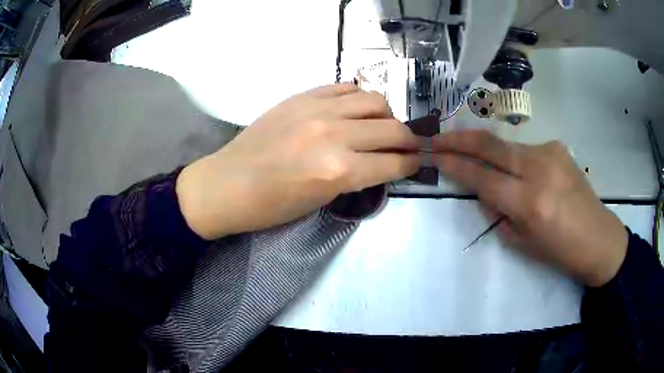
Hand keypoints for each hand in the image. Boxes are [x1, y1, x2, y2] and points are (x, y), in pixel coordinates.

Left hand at [176, 83, 418, 239]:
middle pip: (392, 129)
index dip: (410, 164)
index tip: (416, 163)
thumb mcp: (321, 201)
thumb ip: (356, 177)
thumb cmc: (270, 206)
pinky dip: (359, 98)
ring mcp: (317, 109)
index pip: (393, 163)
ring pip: (375, 100)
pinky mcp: (303, 96)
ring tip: (380, 126)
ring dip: (386, 115)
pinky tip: (355, 110)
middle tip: (407, 146)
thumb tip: (381, 162)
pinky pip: (345, 87)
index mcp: (339, 171)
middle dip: (408, 141)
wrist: (227, 183)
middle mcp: (335, 134)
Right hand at [433, 130, 627, 286]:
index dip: (455, 165)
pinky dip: (514, 158)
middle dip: (459, 139)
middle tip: (438, 138)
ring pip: (507, 145)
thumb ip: (498, 212)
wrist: (598, 237)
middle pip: (490, 145)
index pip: (482, 177)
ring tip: (475, 156)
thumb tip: (483, 190)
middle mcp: (539, 169)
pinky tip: (521, 172)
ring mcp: (550, 153)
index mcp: (529, 202)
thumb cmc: (560, 251)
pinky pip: (526, 149)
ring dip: (487, 150)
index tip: (435, 156)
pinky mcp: (558, 147)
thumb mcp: (522, 242)